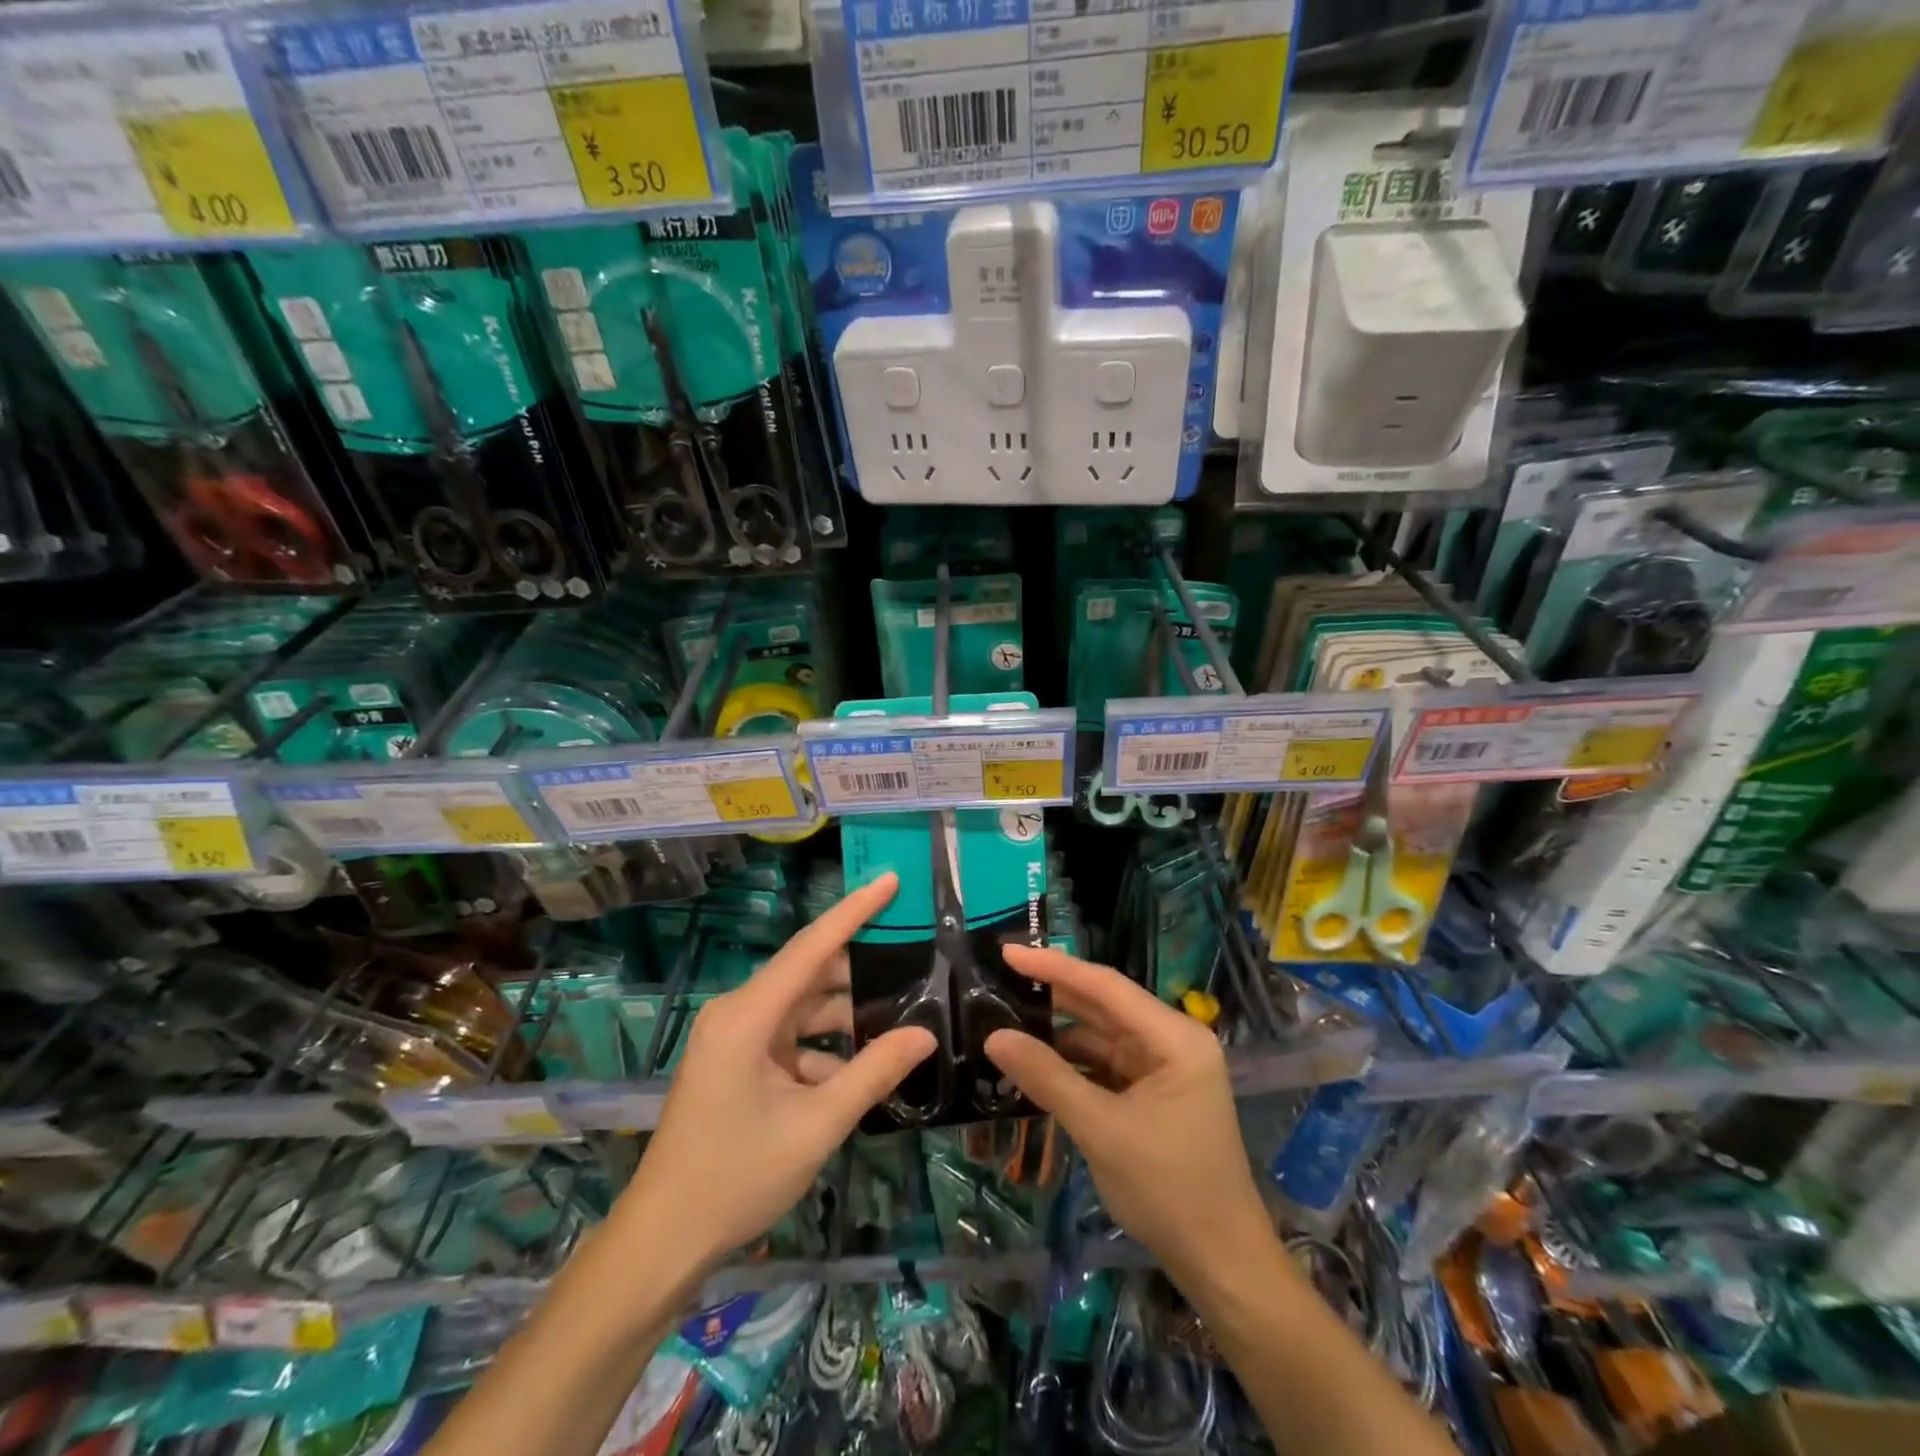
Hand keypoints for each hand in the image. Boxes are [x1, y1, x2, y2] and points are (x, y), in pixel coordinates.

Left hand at [611, 873, 935, 1277]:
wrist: (663, 1241)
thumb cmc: (736, 1177)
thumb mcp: (816, 1125)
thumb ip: (873, 1073)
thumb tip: (925, 1034)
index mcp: (747, 1016)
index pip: (811, 947)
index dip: (854, 910)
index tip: (890, 880)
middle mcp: (738, 1014)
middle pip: (809, 974)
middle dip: (860, 969)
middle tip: (915, 959)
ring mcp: (735, 1039)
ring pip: (803, 1008)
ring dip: (845, 1015)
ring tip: (900, 1015)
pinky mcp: (737, 1062)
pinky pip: (790, 1038)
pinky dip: (824, 1048)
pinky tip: (861, 1068)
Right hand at [984, 946, 1271, 1284]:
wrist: (1220, 1262)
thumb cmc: (1168, 1189)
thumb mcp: (1101, 1129)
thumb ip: (1047, 1077)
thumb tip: (994, 1037)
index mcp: (1175, 1037)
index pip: (1105, 986)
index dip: (1054, 967)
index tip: (1008, 952)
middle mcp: (1172, 1040)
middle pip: (1104, 1006)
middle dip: (1053, 996)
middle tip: (999, 982)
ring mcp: (1164, 1067)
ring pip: (1101, 1036)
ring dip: (1058, 1033)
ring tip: (1007, 1021)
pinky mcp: (1154, 1093)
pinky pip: (1106, 1064)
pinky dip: (1072, 1064)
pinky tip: (1036, 1062)